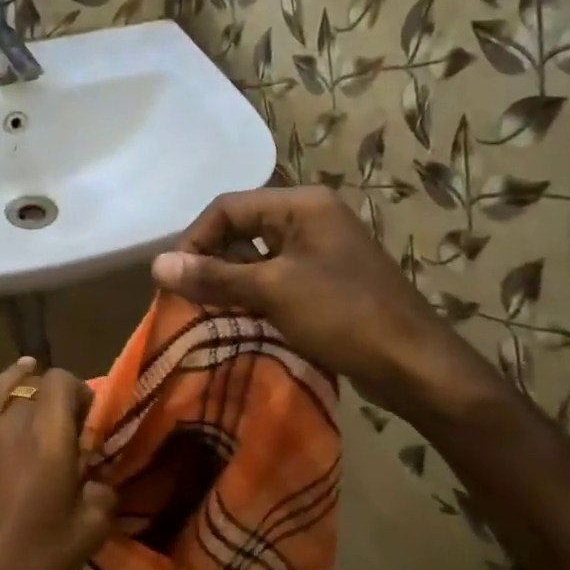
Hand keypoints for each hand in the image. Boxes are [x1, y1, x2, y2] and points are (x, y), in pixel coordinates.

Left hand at [0, 358, 115, 569]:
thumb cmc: (36, 566)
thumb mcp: (91, 532)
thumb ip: (103, 493)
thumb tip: (97, 481)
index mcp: (46, 437)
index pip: (60, 381)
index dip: (77, 388)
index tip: (88, 414)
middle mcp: (6, 427)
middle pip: (28, 387)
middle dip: (49, 395)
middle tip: (63, 422)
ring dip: (11, 386)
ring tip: (22, 379)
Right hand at [151, 187, 487, 414]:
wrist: (413, 363)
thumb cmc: (343, 316)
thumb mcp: (273, 291)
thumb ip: (214, 276)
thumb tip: (157, 264)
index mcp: (302, 206)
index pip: (227, 207)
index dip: (195, 239)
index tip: (173, 279)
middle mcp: (310, 219)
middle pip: (241, 229)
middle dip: (210, 261)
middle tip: (186, 298)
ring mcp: (320, 251)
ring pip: (256, 257)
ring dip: (228, 282)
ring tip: (205, 312)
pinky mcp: (324, 282)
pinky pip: (275, 279)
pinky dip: (251, 296)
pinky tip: (237, 320)